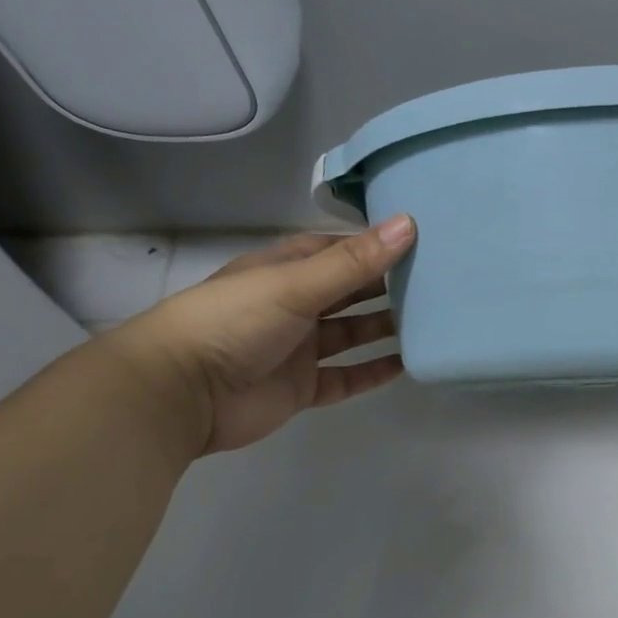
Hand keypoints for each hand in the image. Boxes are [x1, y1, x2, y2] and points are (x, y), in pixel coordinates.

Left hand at [101, 216, 415, 455]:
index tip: (420, 240)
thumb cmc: (233, 322)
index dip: (375, 245)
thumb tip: (409, 223)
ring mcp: (298, 349)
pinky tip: (406, 364)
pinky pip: (346, 377)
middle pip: (349, 292)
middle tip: (437, 281)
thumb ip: (354, 262)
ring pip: (351, 334)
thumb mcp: (295, 284)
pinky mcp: (302, 388)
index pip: (337, 250)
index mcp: (284, 270)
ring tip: (433, 320)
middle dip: (387, 286)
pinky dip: (373, 372)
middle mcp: (294, 306)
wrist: (180, 393)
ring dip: (384, 328)